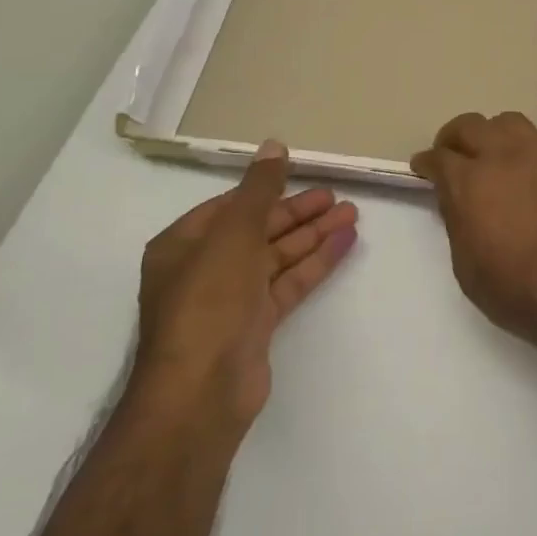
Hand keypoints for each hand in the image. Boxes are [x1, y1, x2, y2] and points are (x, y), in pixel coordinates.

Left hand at [130, 141, 357, 434]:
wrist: (202, 390)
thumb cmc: (209, 301)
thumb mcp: (234, 234)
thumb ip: (259, 189)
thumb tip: (274, 145)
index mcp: (184, 245)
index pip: (231, 206)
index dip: (267, 189)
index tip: (303, 175)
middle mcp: (204, 268)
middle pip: (258, 230)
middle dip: (298, 213)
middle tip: (337, 197)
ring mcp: (231, 298)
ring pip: (278, 256)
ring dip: (314, 235)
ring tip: (352, 214)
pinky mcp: (256, 324)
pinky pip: (289, 282)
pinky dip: (316, 262)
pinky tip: (346, 243)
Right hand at [411, 111, 536, 359]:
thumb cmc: (517, 291)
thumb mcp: (467, 268)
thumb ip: (457, 222)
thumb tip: (455, 198)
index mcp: (470, 183)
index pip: (439, 157)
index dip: (426, 162)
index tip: (422, 168)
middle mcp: (502, 157)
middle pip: (470, 125)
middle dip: (453, 137)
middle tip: (450, 155)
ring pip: (507, 121)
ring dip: (491, 133)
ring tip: (489, 154)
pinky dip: (524, 145)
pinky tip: (525, 167)